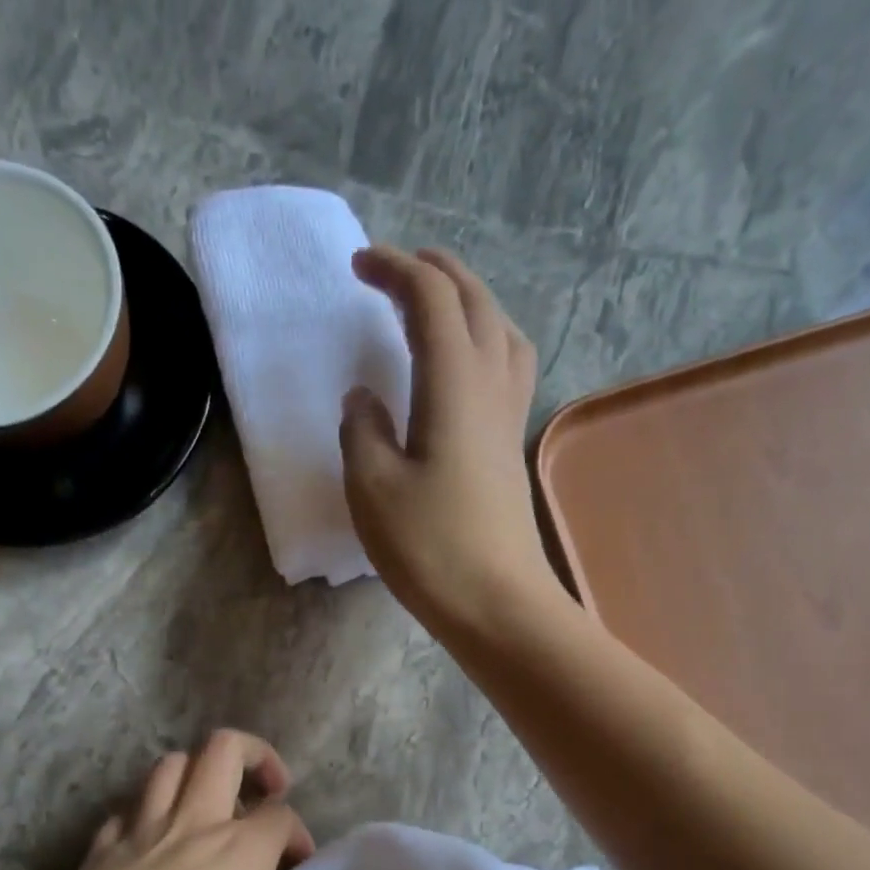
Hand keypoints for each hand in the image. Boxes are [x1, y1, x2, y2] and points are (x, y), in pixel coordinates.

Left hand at [0, 731, 335, 869]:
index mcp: (237, 852)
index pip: (280, 814)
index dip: (298, 833)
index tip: (296, 866)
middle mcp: (190, 824)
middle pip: (224, 749)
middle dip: (255, 754)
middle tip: (267, 789)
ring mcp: (137, 831)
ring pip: (170, 764)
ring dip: (198, 772)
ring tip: (210, 808)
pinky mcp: (96, 850)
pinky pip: (128, 807)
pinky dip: (148, 810)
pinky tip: (152, 844)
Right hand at [340, 246, 555, 633]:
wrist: (497, 603)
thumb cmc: (430, 547)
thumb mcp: (373, 489)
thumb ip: (362, 431)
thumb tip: (365, 398)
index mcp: (453, 384)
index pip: (431, 299)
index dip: (396, 270)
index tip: (359, 267)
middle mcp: (491, 386)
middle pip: (475, 302)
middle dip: (436, 272)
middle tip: (396, 270)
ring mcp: (509, 417)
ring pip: (501, 330)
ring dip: (468, 302)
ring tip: (435, 308)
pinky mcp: (511, 447)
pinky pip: (507, 367)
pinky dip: (484, 341)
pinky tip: (464, 368)